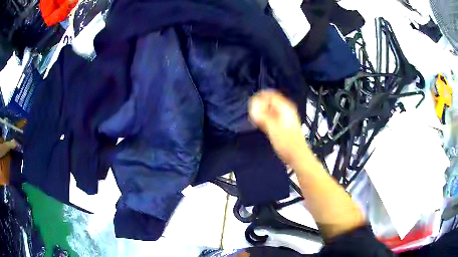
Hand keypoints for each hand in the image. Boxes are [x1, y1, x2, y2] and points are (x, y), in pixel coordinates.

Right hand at [249, 90, 311, 165]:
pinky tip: (260, 123)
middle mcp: (286, 110)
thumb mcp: (273, 128)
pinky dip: (265, 117)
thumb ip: (262, 116)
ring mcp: (285, 117)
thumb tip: (253, 106)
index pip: (270, 95)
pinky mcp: (283, 124)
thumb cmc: (286, 142)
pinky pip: (272, 115)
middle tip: (252, 113)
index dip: (260, 97)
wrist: (297, 155)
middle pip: (270, 101)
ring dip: (262, 111)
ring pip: (270, 108)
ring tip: (255, 118)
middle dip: (260, 104)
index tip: (251, 104)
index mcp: (285, 108)